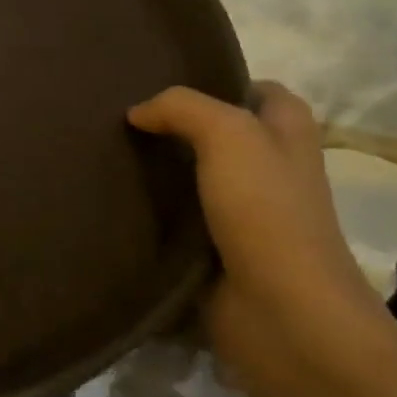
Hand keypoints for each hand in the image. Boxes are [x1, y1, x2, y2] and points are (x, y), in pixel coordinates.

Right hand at [128, 82, 396, 391]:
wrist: (282, 315)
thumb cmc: (268, 213)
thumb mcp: (230, 136)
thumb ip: (182, 108)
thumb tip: (136, 113)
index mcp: (288, 135)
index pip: (258, 92)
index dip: (220, 82)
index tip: (163, 81)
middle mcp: (270, 170)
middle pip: (220, 135)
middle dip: (177, 126)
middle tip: (123, 117)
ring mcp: (244, 215)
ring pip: (194, 179)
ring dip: (159, 171)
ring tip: (108, 154)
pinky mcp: (216, 253)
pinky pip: (178, 222)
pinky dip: (152, 214)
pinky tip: (115, 202)